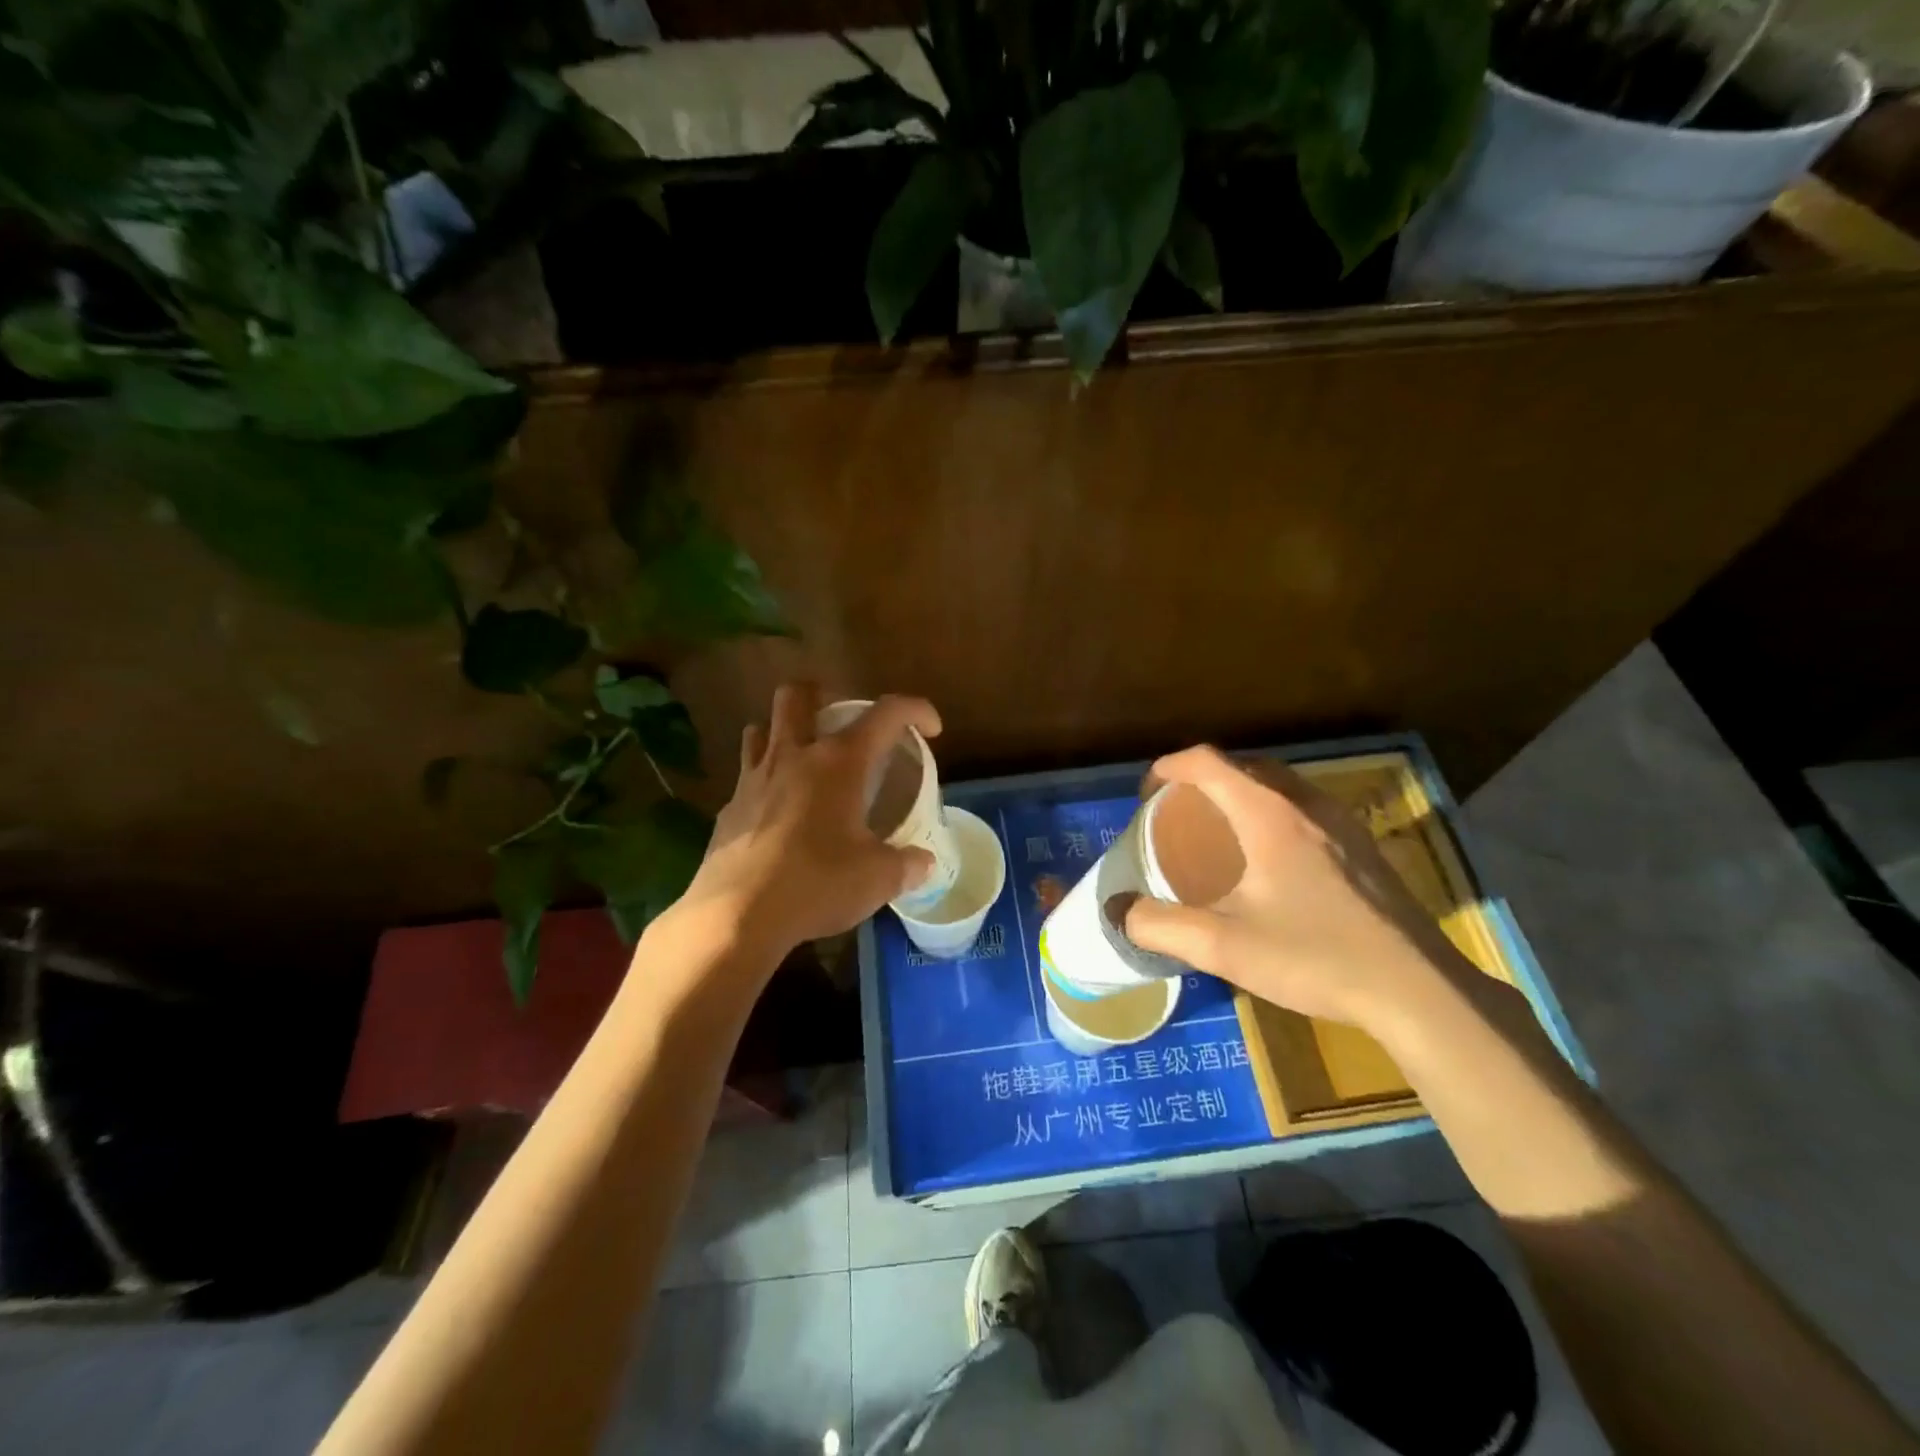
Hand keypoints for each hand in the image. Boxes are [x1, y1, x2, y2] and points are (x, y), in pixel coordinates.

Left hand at [673, 683, 938, 958]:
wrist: (737, 916)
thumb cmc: (816, 884)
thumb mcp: (878, 879)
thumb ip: (907, 865)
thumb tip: (923, 862)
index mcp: (839, 762)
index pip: (886, 713)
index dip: (915, 710)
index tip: (931, 728)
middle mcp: (793, 756)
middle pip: (798, 694)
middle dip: (825, 695)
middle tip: (844, 722)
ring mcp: (754, 779)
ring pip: (762, 727)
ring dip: (785, 731)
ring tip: (805, 758)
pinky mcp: (729, 807)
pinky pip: (748, 775)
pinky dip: (767, 779)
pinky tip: (780, 812)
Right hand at [1122, 746, 1481, 1035]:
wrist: (1418, 991)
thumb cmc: (1315, 958)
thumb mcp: (1224, 948)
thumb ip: (1162, 927)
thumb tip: (1118, 912)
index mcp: (1269, 815)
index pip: (1209, 763)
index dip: (1170, 767)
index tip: (1147, 794)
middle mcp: (1307, 805)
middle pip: (1245, 765)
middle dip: (1204, 777)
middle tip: (1180, 810)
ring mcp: (1343, 824)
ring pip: (1281, 784)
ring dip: (1242, 791)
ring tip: (1220, 827)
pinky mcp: (1365, 848)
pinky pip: (1306, 807)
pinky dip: (1273, 810)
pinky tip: (1272, 858)